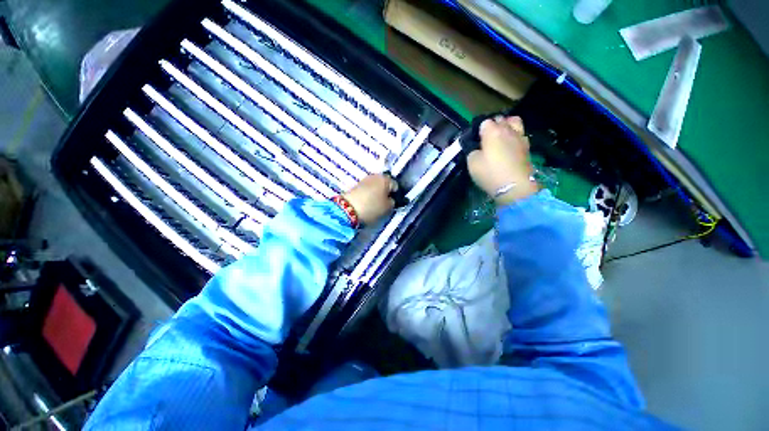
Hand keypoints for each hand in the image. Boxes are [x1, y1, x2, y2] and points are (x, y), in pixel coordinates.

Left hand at [343, 174, 397, 224]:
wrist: (347, 209)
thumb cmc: (372, 207)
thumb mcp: (388, 208)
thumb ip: (393, 202)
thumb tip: (391, 200)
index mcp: (386, 179)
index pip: (396, 186)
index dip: (397, 195)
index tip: (395, 204)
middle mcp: (376, 176)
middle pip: (385, 185)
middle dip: (386, 193)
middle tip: (386, 205)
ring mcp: (365, 180)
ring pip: (376, 187)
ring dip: (377, 194)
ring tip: (376, 206)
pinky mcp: (356, 185)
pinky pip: (367, 190)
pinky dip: (369, 196)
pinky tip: (368, 204)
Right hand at [467, 116, 538, 204]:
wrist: (514, 186)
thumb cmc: (490, 173)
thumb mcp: (472, 162)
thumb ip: (472, 151)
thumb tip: (476, 147)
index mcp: (492, 131)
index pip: (484, 122)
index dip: (478, 130)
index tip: (475, 140)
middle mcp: (507, 130)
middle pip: (500, 119)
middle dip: (493, 125)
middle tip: (486, 138)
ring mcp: (520, 137)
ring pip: (514, 122)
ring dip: (507, 125)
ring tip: (501, 135)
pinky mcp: (527, 147)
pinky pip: (520, 134)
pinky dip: (515, 136)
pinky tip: (510, 145)